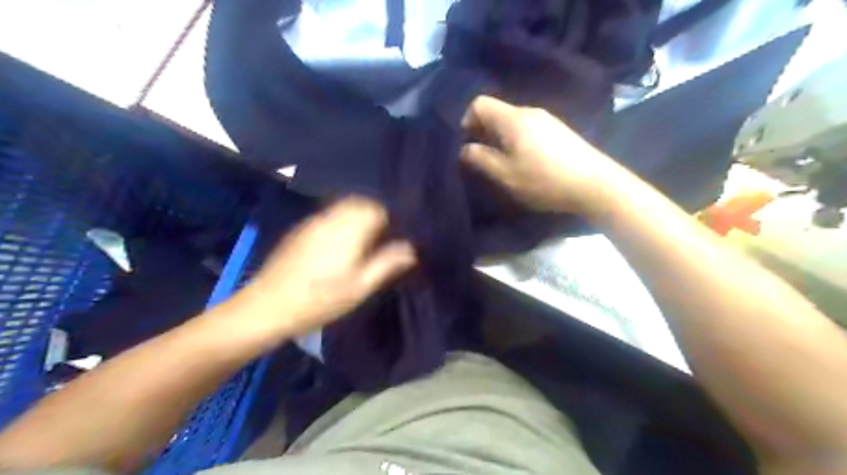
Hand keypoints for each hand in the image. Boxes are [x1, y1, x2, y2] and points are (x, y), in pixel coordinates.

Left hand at [231, 197, 415, 340]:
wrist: (268, 306)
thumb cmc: (320, 300)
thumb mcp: (359, 288)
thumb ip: (387, 264)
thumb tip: (411, 249)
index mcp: (349, 230)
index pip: (377, 209)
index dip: (390, 220)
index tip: (394, 239)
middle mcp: (331, 218)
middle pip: (360, 203)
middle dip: (374, 215)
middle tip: (380, 241)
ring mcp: (313, 222)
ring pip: (343, 207)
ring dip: (357, 217)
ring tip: (362, 243)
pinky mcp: (301, 230)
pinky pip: (328, 216)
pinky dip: (340, 222)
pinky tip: (338, 245)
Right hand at [460, 94, 623, 212]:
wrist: (594, 184)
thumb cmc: (543, 179)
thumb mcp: (505, 174)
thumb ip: (479, 158)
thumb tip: (463, 148)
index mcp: (512, 118)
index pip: (479, 103)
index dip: (465, 121)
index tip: (466, 145)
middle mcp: (529, 111)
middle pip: (496, 112)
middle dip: (482, 132)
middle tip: (481, 159)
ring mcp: (547, 120)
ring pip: (512, 122)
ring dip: (500, 139)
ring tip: (502, 164)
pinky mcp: (558, 131)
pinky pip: (527, 129)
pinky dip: (517, 142)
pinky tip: (524, 162)